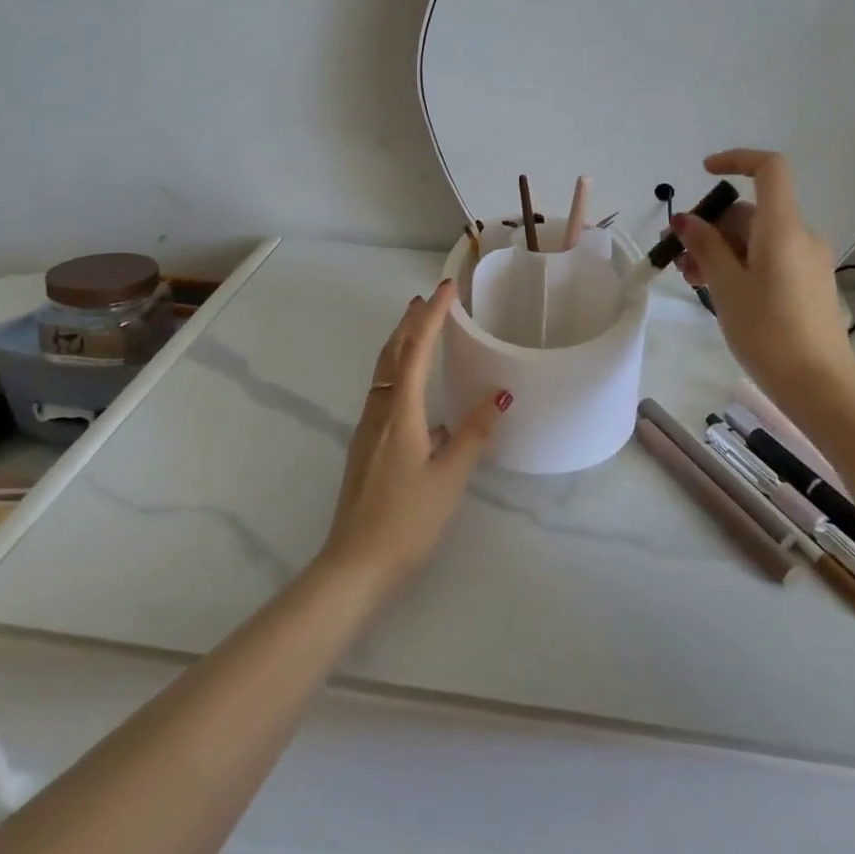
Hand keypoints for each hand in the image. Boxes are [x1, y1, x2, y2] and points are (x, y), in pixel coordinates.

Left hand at [317, 280, 510, 591]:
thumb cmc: (406, 520)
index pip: (415, 350)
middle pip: (391, 355)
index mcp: (400, 412)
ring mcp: (368, 430)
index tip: (446, 288)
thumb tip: (500, 395)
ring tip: (418, 328)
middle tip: (427, 299)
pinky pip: (383, 393)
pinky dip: (398, 372)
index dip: (432, 317)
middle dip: (409, 323)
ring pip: (384, 373)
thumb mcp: (449, 478)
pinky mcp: (367, 447)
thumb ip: (474, 433)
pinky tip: (416, 392)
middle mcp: (379, 412)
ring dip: (400, 344)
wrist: (354, 565)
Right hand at [671, 149, 854, 401]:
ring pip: (755, 238)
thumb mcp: (727, 287)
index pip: (769, 169)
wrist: (820, 387)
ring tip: (688, 277)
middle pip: (751, 211)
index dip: (736, 161)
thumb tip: (687, 219)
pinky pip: (768, 258)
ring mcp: (807, 261)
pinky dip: (739, 264)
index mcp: (783, 228)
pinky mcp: (807, 284)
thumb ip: (705, 247)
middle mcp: (800, 236)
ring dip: (719, 248)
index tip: (703, 173)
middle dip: (709, 225)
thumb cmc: (768, 332)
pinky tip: (715, 289)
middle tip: (674, 254)